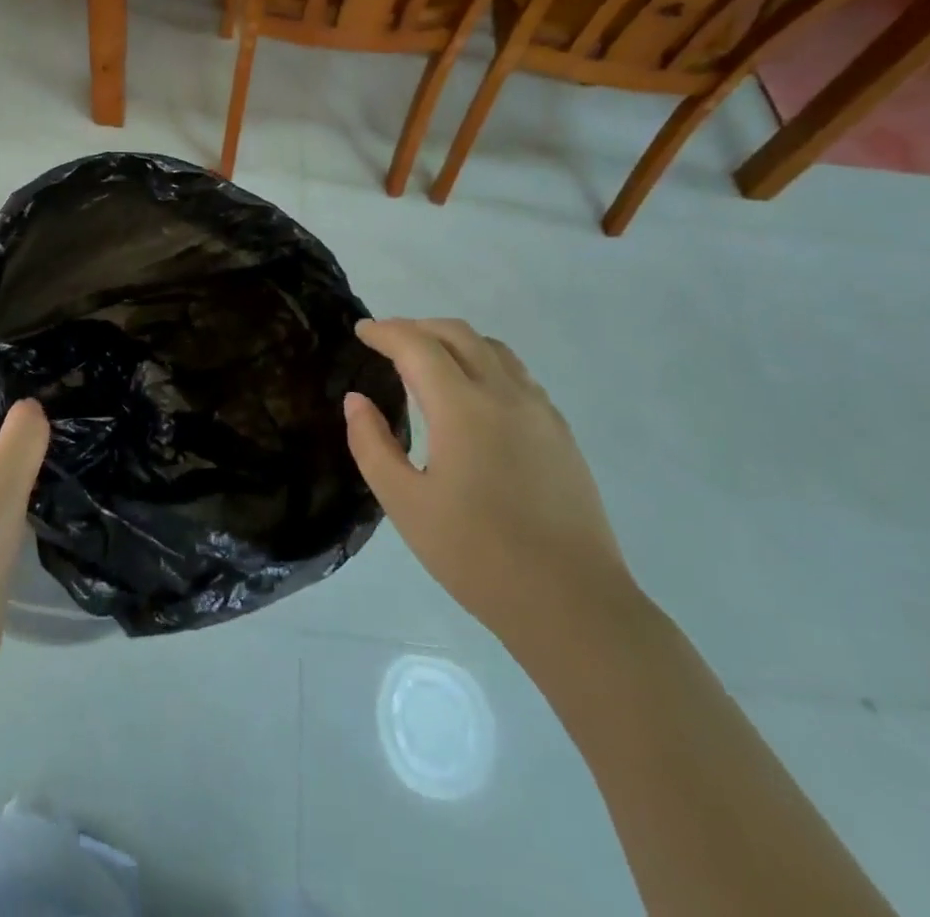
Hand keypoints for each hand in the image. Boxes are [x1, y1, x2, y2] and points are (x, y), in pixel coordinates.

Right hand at [343, 318, 634, 658]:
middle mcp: (504, 394)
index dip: (386, 331)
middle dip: (418, 327)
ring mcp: (539, 410)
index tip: (362, 330)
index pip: (417, 345)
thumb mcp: (405, 504)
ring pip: (493, 349)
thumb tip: (357, 400)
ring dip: (454, 341)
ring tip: (428, 359)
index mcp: (462, 407)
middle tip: (388, 341)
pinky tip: (474, 394)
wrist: (572, 603)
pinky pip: (517, 374)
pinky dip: (485, 363)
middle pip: (458, 334)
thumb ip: (373, 444)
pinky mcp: (560, 432)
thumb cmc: (477, 555)